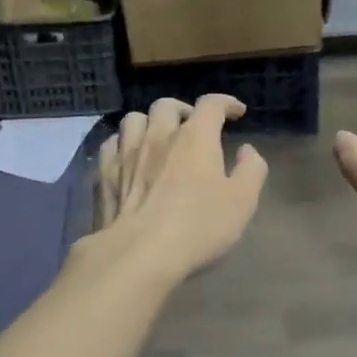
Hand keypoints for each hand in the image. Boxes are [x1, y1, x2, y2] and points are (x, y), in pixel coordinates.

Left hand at [89, 95, 267, 286]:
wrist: (140, 253)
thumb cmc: (198, 226)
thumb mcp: (242, 201)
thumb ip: (251, 170)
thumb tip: (247, 150)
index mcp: (195, 137)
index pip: (211, 104)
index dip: (226, 103)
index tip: (236, 112)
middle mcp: (159, 135)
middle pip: (167, 105)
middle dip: (183, 110)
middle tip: (193, 127)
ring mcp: (127, 152)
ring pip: (134, 119)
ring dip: (150, 123)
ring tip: (158, 138)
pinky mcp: (105, 173)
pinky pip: (112, 143)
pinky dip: (123, 143)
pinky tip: (130, 156)